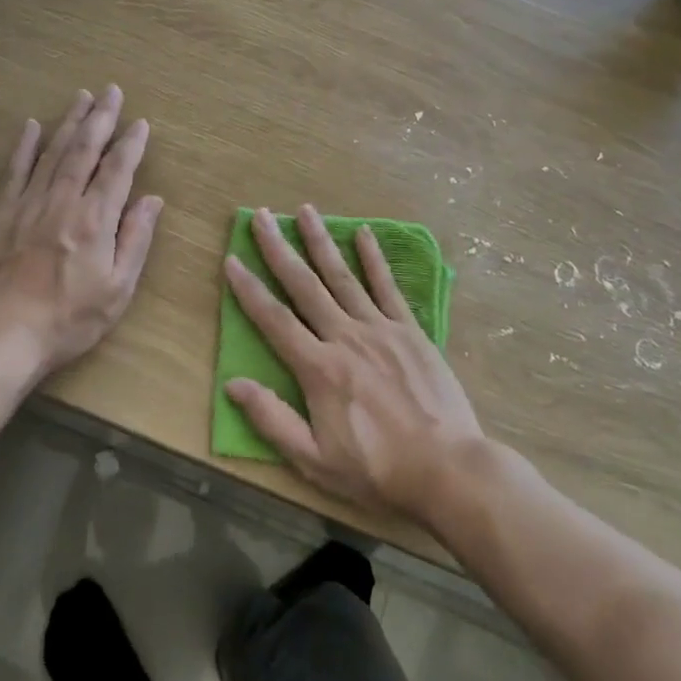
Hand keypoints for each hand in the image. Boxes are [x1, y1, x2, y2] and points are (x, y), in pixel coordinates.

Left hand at [0, 86, 162, 379]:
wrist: (1, 336)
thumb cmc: (68, 319)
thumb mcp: (118, 290)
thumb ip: (136, 240)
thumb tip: (152, 200)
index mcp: (95, 220)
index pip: (117, 170)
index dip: (131, 144)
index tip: (140, 123)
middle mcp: (62, 201)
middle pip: (84, 150)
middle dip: (100, 118)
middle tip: (111, 90)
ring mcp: (28, 204)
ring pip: (53, 152)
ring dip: (69, 122)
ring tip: (82, 96)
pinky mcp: (0, 214)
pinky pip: (15, 171)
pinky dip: (24, 146)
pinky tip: (32, 126)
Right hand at [222, 204, 484, 525]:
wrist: (449, 470)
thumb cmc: (377, 470)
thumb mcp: (315, 461)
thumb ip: (273, 420)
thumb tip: (233, 384)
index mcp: (318, 368)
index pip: (274, 319)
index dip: (249, 289)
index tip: (231, 259)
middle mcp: (345, 337)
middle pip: (304, 285)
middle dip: (279, 248)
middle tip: (262, 215)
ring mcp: (381, 329)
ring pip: (343, 276)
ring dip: (321, 241)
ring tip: (306, 210)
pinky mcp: (411, 330)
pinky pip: (388, 287)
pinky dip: (374, 259)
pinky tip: (364, 233)